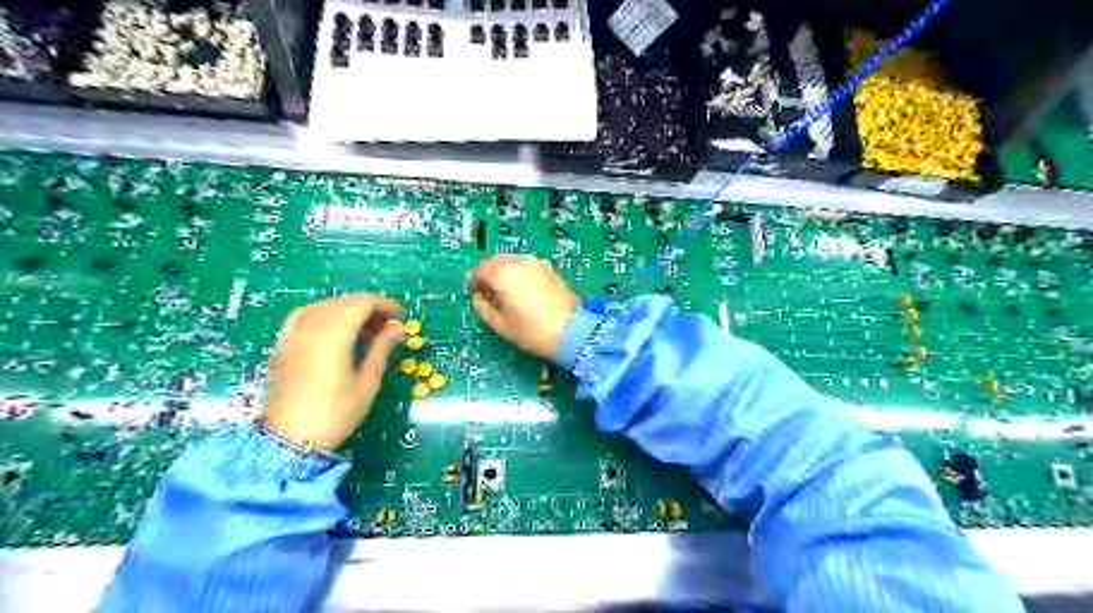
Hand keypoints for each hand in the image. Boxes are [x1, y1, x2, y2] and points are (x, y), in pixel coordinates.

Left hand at [260, 292, 401, 448]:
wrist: (289, 440)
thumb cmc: (335, 414)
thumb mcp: (367, 383)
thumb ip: (381, 349)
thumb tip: (396, 328)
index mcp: (334, 336)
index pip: (362, 303)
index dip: (384, 304)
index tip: (400, 316)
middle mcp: (311, 328)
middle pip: (343, 302)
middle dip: (368, 307)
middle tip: (387, 324)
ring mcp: (293, 335)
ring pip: (323, 306)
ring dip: (347, 309)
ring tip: (364, 327)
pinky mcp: (283, 345)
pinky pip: (303, 315)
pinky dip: (322, 313)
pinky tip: (332, 326)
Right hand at [464, 253, 578, 359]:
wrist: (572, 331)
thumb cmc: (531, 331)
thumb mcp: (499, 324)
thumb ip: (483, 307)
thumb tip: (479, 297)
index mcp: (502, 273)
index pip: (479, 270)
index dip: (474, 281)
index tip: (475, 293)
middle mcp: (518, 261)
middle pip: (495, 262)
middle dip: (489, 274)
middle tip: (489, 292)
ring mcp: (537, 263)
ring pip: (512, 262)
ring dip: (504, 272)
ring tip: (507, 292)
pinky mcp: (550, 269)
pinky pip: (527, 266)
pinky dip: (520, 274)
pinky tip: (524, 291)